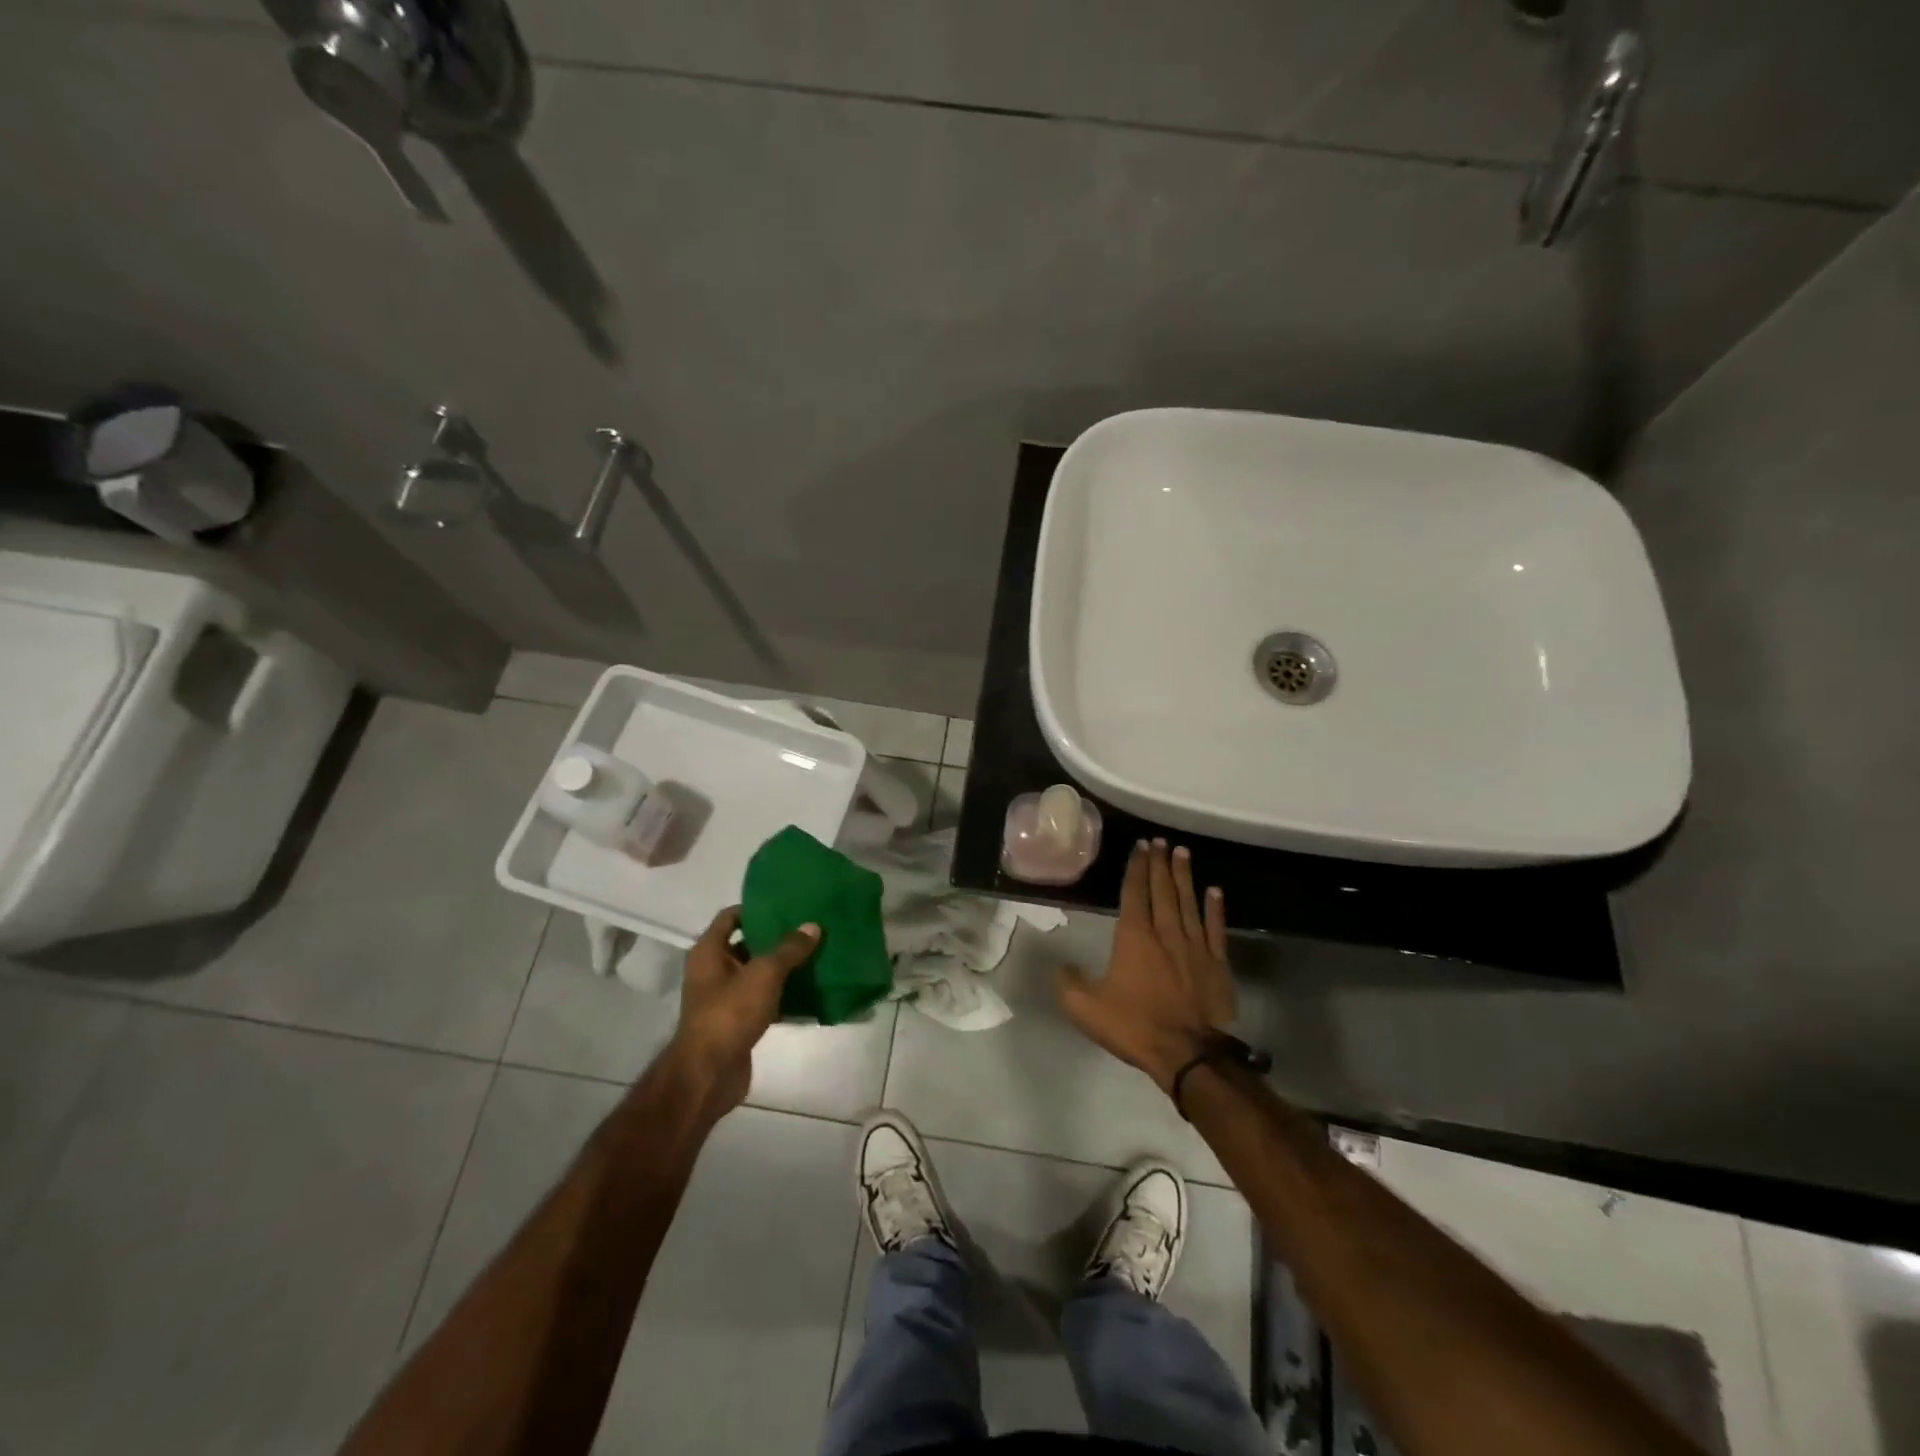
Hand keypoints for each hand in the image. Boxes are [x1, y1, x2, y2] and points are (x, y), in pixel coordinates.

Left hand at [668, 907, 819, 1110]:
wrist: (709, 1075)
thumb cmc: (729, 1013)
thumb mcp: (763, 974)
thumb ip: (789, 949)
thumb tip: (813, 926)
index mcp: (709, 952)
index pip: (730, 917)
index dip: (755, 907)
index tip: (786, 904)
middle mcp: (713, 971)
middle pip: (747, 944)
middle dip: (777, 937)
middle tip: (809, 928)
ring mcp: (725, 998)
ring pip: (759, 974)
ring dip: (784, 967)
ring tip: (816, 954)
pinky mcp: (739, 1022)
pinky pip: (765, 1000)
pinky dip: (785, 995)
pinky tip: (812, 991)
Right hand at [1057, 839, 1234, 1093]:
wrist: (1187, 1054)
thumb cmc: (1134, 1025)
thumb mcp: (1085, 1007)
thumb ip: (1068, 982)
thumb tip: (1061, 965)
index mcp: (1134, 937)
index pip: (1134, 892)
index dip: (1136, 867)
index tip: (1141, 846)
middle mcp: (1166, 932)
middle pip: (1163, 889)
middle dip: (1160, 863)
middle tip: (1161, 841)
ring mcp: (1195, 946)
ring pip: (1189, 902)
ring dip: (1185, 876)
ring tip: (1182, 853)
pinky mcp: (1218, 964)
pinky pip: (1216, 928)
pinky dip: (1215, 908)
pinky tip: (1215, 891)